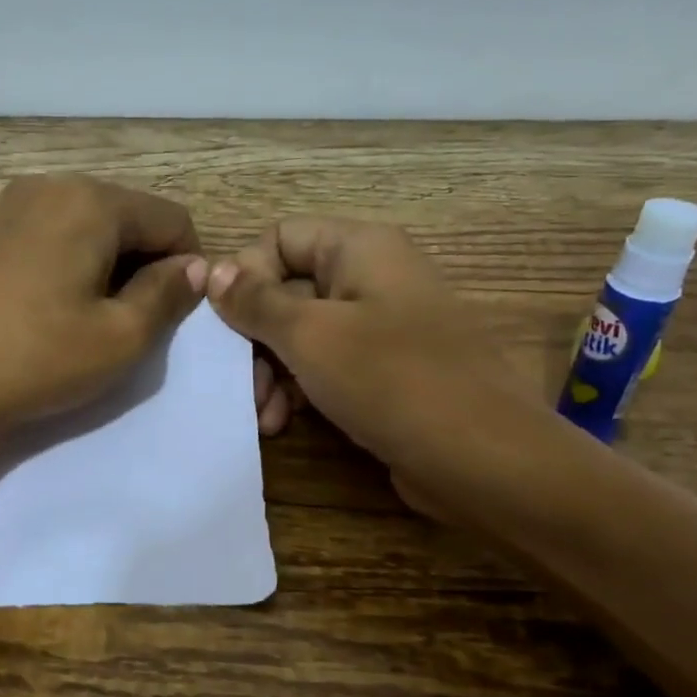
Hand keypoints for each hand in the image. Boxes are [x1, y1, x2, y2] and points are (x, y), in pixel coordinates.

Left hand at [0, 174, 207, 434]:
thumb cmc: (35, 359)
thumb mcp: (120, 338)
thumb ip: (167, 295)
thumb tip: (194, 267)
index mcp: (91, 200)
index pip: (172, 219)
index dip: (187, 269)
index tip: (172, 318)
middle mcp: (52, 186)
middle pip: (130, 218)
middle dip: (145, 267)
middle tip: (132, 325)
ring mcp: (13, 206)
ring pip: (91, 229)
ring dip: (109, 270)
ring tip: (91, 322)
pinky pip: (54, 238)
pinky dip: (72, 268)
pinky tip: (53, 312)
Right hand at [210, 218, 536, 512]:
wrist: (482, 458)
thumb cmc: (391, 380)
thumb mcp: (310, 336)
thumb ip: (256, 302)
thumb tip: (214, 271)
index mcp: (360, 248)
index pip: (281, 237)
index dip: (245, 274)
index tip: (224, 324)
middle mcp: (372, 278)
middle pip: (288, 289)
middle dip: (254, 338)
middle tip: (237, 383)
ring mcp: (381, 328)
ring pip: (303, 334)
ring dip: (271, 372)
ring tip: (262, 415)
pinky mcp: (385, 373)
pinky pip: (327, 367)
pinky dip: (299, 390)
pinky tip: (281, 424)